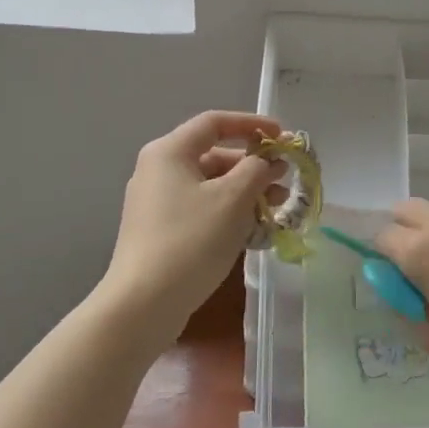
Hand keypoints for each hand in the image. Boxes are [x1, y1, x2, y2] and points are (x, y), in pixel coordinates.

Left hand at [98, 110, 283, 345]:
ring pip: (210, 186)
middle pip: (214, 155)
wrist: (143, 305)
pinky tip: (255, 231)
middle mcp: (158, 170)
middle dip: (254, 166)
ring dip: (246, 192)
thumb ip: (257, 170)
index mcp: (169, 152)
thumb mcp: (233, 199)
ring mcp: (156, 203)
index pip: (215, 122)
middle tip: (285, 181)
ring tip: (278, 208)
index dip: (252, 124)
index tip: (282, 136)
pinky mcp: (160, 231)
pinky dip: (229, 213)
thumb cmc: (191, 240)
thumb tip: (268, 161)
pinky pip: (201, 209)